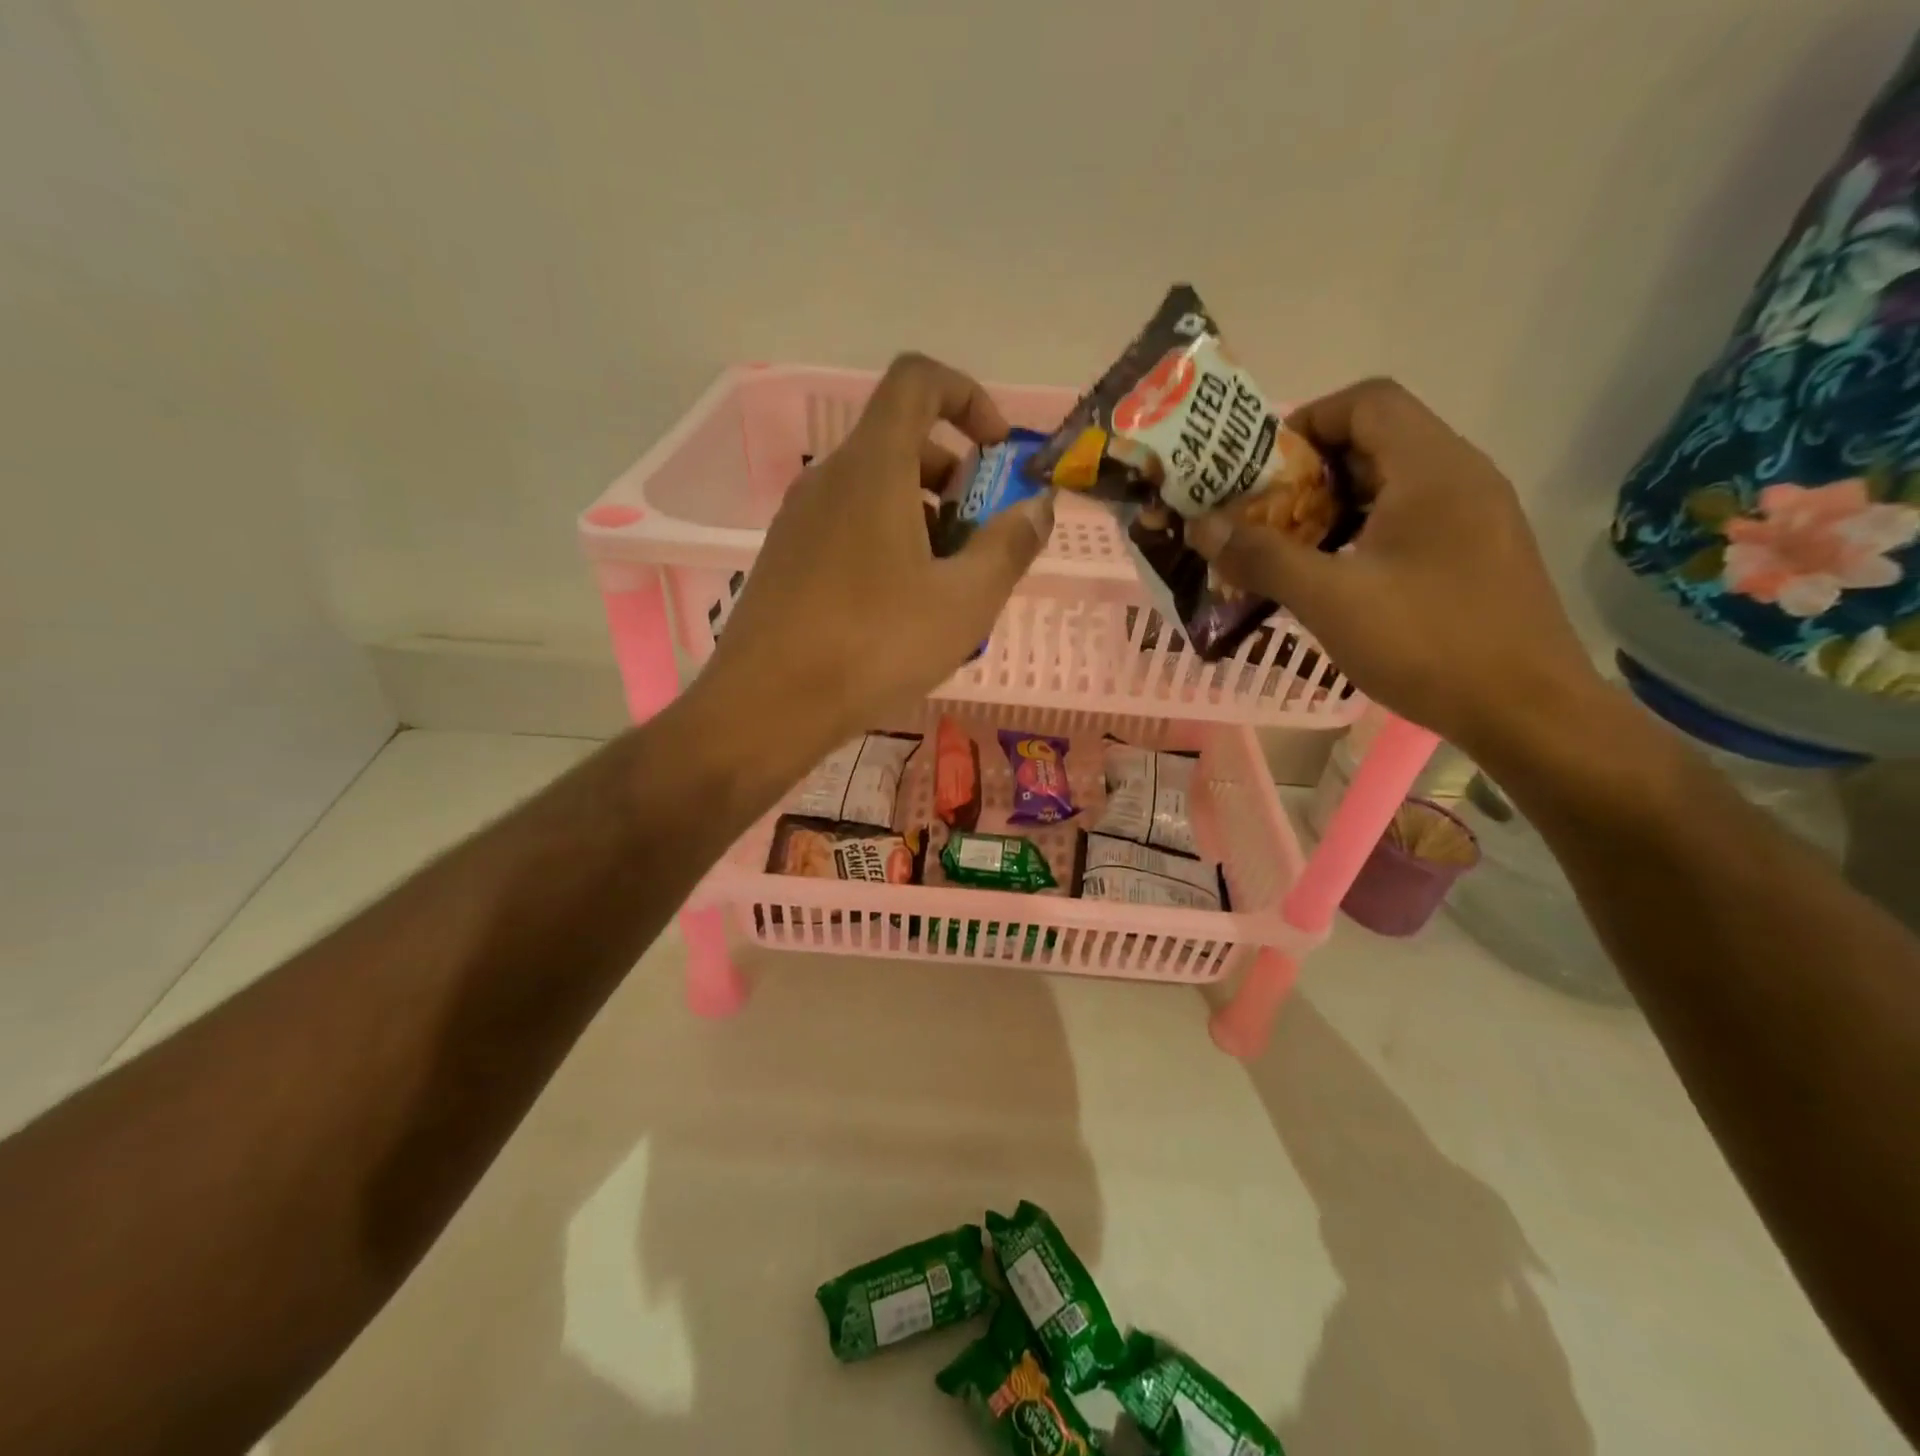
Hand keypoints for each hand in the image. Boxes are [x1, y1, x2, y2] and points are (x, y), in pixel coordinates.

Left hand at [693, 353, 1054, 776]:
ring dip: (924, 517)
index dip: (967, 396)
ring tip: (948, 587)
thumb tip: (1038, 507)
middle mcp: (829, 478)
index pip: (918, 380)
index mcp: (872, 467)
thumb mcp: (964, 602)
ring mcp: (799, 520)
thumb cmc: (874, 646)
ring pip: (875, 490)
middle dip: (955, 476)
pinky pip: (848, 527)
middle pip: (900, 441)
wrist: (766, 707)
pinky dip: (888, 543)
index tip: (997, 451)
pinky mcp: (786, 559)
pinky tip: (901, 611)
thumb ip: (1010, 546)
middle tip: (981, 540)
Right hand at [1187, 378, 1598, 752]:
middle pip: (1375, 441)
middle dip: (1308, 472)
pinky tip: (1332, 580)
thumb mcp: (1330, 599)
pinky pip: (1408, 522)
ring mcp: (1474, 517)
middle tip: (1259, 514)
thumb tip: (1201, 526)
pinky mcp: (1475, 555)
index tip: (1259, 469)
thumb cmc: (1427, 643)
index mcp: (1432, 468)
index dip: (1306, 421)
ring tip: (1285, 549)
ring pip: (1390, 486)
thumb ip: (1262, 557)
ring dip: (1331, 508)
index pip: (1366, 402)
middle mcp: (1460, 477)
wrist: (1527, 711)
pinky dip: (1360, 535)